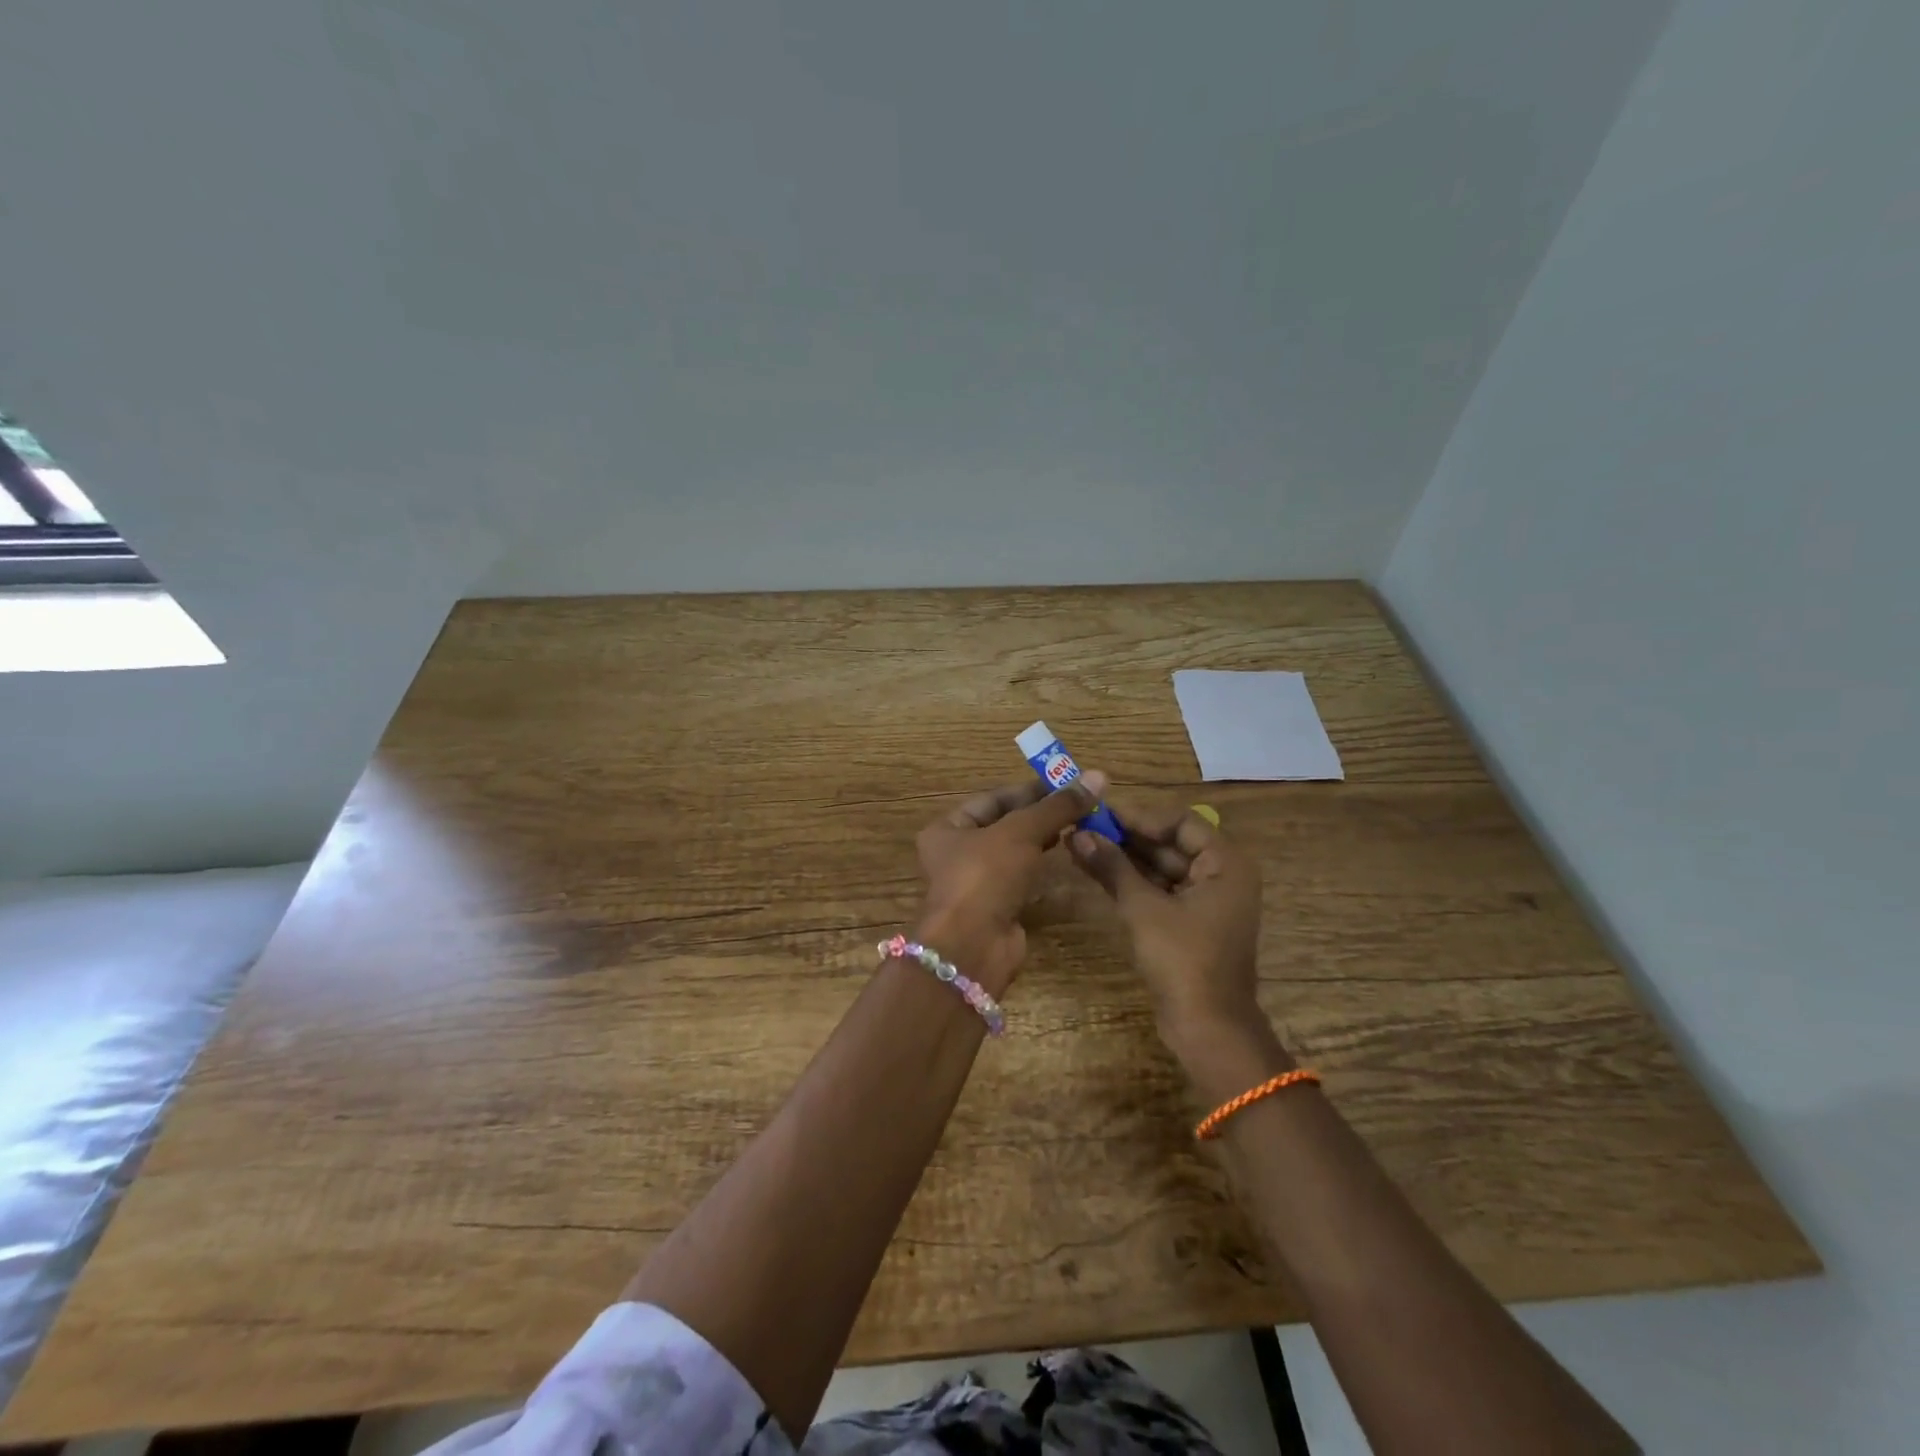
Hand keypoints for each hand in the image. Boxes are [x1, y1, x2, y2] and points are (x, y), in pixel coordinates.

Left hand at [913, 772, 1108, 995]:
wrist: (973, 947)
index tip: (1068, 782)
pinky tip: (1065, 854)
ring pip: (1015, 852)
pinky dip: (1041, 865)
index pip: (994, 798)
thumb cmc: (985, 876)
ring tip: (1078, 824)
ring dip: (1043, 838)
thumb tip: (1097, 776)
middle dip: (1041, 813)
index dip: (1031, 789)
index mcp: (948, 828)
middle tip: (1080, 803)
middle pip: (1005, 824)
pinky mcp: (997, 907)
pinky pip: (1021, 877)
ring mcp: (977, 883)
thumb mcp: (1021, 832)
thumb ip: (1057, 806)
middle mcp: (957, 853)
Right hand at [1068, 797, 1279, 1062]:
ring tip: (1081, 846)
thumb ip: (1112, 866)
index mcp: (1225, 864)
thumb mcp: (1143, 908)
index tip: (1100, 813)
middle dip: (1127, 837)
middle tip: (1083, 827)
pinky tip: (1097, 872)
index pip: (1180, 822)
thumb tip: (1078, 833)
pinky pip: (1160, 890)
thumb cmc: (1183, 960)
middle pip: (1170, 843)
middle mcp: (1221, 876)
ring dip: (1125, 858)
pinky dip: (1132, 882)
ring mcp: (1206, 902)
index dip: (1139, 816)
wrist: (1208, 1028)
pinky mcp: (1190, 924)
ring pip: (1162, 868)